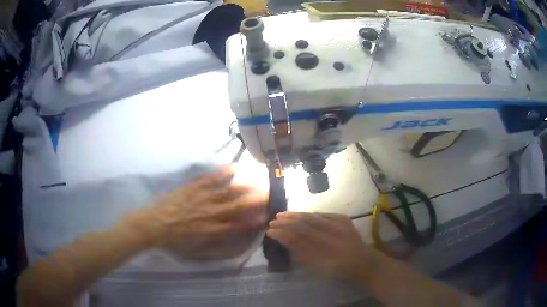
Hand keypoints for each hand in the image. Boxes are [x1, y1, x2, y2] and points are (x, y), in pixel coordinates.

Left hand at [137, 166, 267, 259]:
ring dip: (244, 187)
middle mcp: (211, 213)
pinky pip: (210, 179)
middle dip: (255, 200)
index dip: (254, 221)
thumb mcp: (196, 253)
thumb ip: (217, 250)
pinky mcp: (193, 188)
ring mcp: (202, 198)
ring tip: (258, 181)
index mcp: (213, 230)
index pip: (239, 225)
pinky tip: (233, 168)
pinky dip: (222, 174)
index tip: (266, 216)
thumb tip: (235, 247)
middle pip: (237, 205)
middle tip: (269, 195)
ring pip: (227, 191)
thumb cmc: (174, 242)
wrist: (153, 225)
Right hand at [267, 212, 378, 281]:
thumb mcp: (318, 268)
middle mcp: (334, 235)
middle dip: (286, 222)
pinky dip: (310, 215)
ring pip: (313, 216)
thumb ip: (301, 254)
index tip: (269, 231)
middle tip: (272, 221)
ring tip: (282, 215)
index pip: (299, 238)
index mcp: (327, 251)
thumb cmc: (339, 270)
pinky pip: (323, 214)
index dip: (283, 234)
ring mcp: (340, 224)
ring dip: (296, 215)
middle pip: (305, 224)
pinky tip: (300, 215)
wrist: (362, 261)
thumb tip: (285, 240)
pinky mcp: (344, 218)